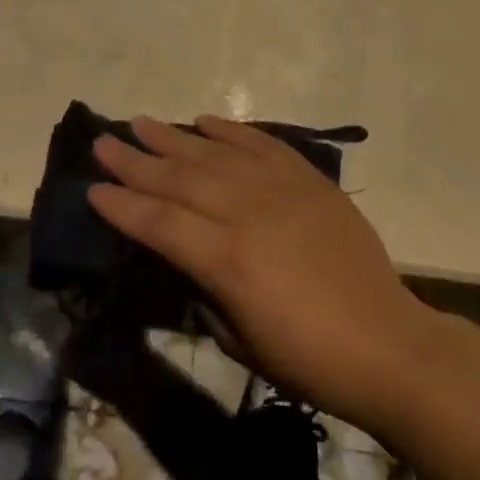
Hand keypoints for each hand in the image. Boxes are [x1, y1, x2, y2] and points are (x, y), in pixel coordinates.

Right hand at [90, 116, 431, 430]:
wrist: (386, 342)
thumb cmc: (308, 358)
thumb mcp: (239, 340)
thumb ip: (205, 290)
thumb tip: (186, 255)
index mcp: (226, 260)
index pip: (159, 222)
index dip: (122, 205)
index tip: (93, 188)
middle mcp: (247, 212)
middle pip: (179, 178)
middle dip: (135, 161)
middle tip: (103, 142)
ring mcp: (280, 190)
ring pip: (215, 154)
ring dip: (173, 137)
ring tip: (141, 122)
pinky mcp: (308, 180)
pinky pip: (262, 144)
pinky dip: (231, 130)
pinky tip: (206, 120)